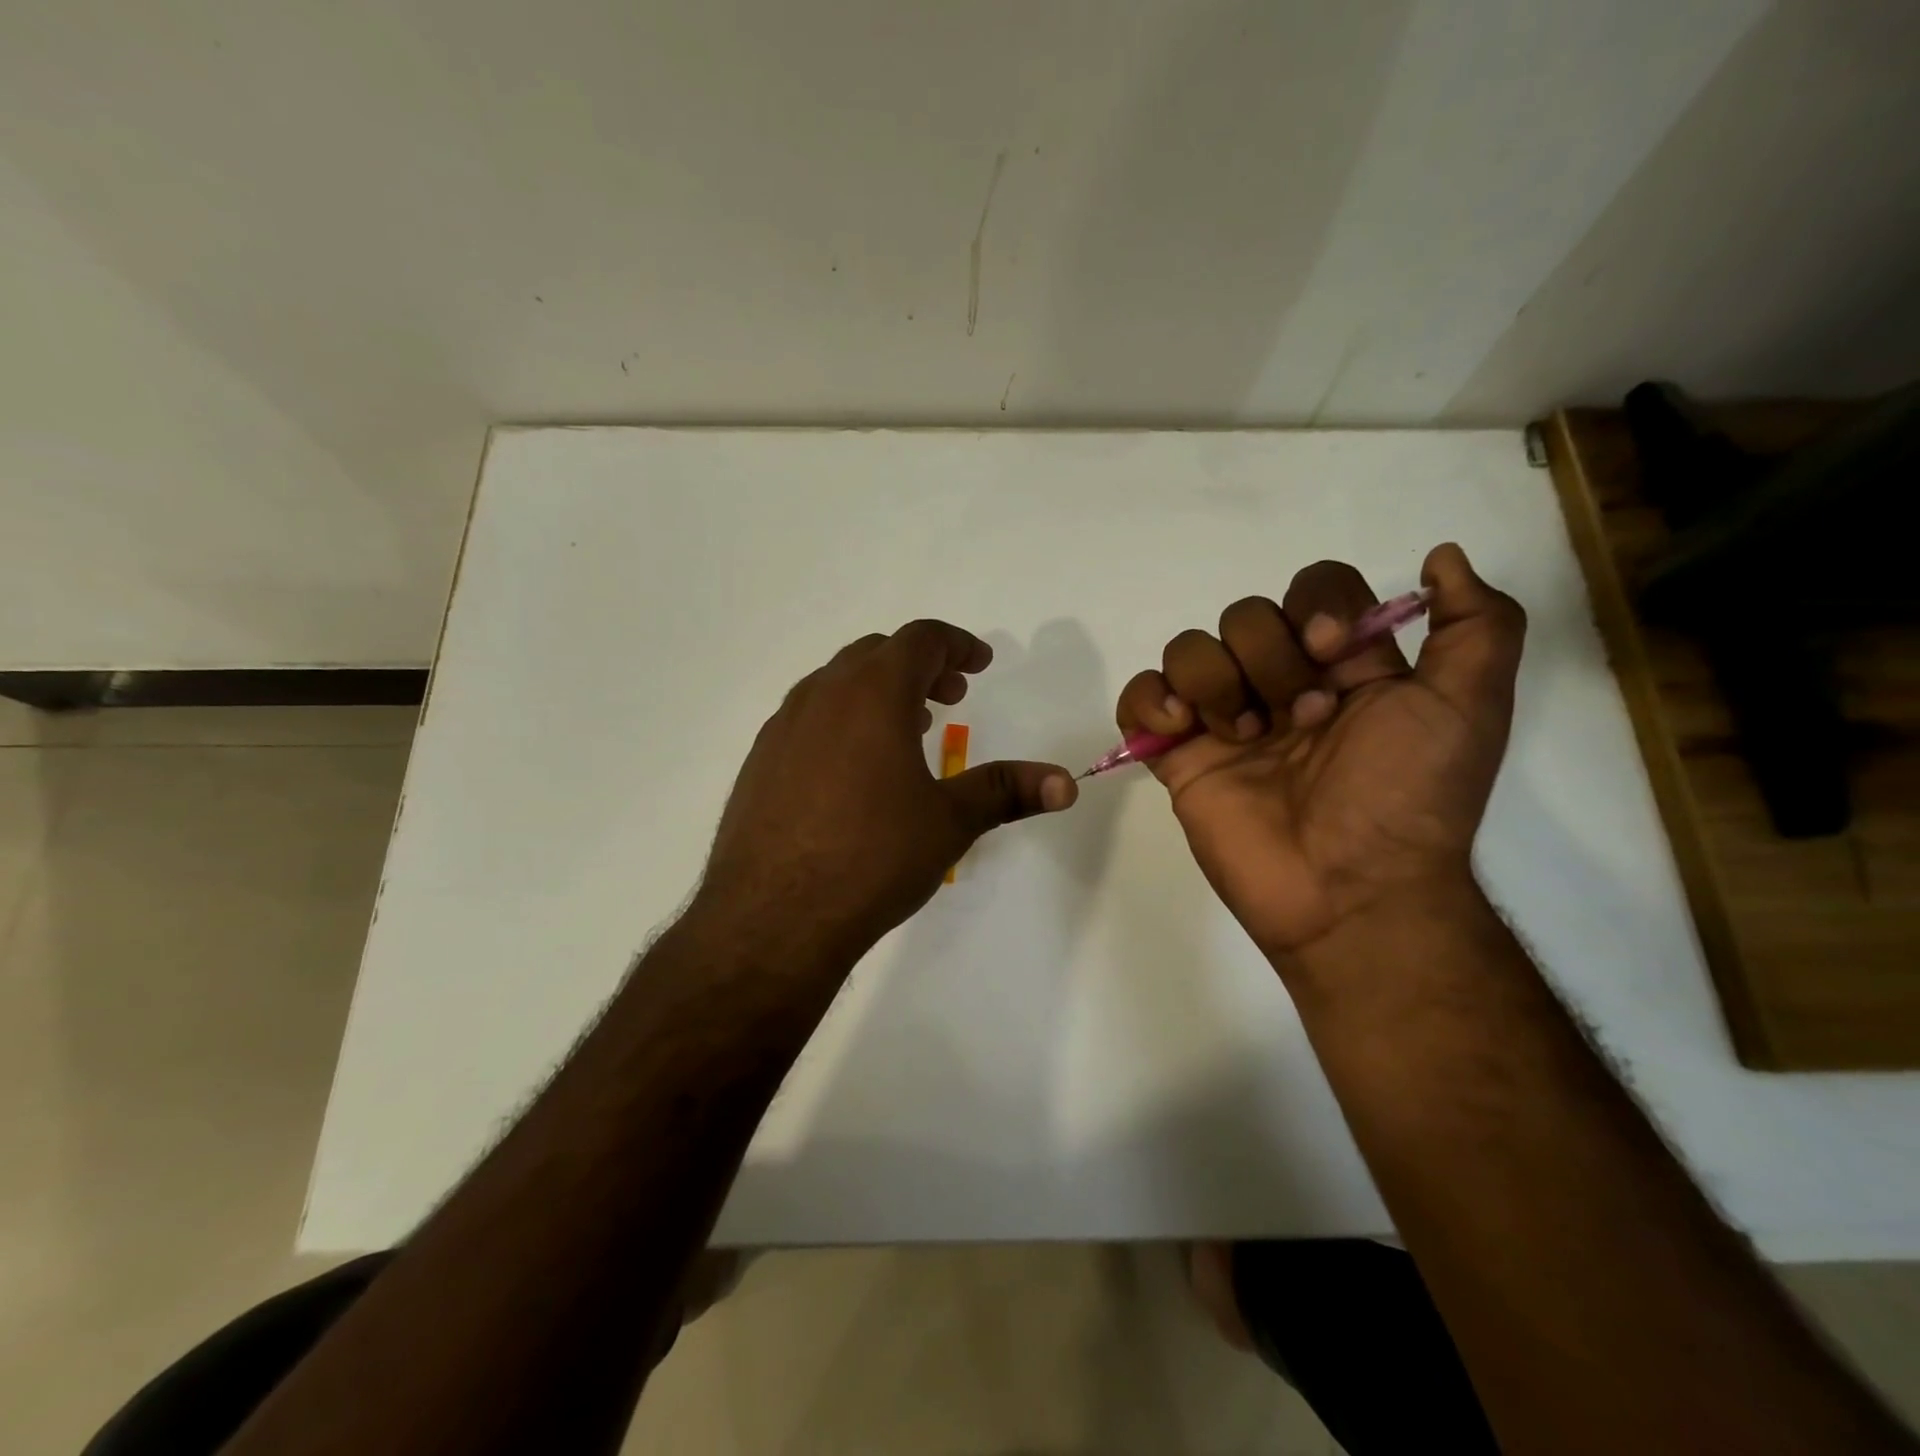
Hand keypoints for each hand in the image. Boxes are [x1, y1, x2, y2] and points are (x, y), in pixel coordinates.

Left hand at [699, 620, 1077, 960]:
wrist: (771, 918)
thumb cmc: (872, 859)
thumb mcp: (949, 822)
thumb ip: (1007, 791)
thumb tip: (1067, 783)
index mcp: (872, 694)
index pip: (919, 640)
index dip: (957, 645)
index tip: (980, 665)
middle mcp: (822, 696)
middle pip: (876, 654)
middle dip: (920, 667)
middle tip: (951, 696)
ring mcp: (782, 727)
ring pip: (837, 684)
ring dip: (878, 692)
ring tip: (909, 729)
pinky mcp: (760, 761)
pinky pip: (809, 718)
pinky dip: (843, 720)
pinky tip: (855, 770)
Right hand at [1117, 544, 1524, 958]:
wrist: (1349, 891)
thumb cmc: (1408, 797)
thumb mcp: (1470, 707)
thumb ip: (1478, 624)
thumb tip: (1441, 556)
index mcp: (1343, 667)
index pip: (1313, 588)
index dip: (1316, 606)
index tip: (1333, 653)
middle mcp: (1279, 684)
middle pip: (1244, 614)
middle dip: (1270, 660)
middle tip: (1301, 720)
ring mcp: (1222, 719)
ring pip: (1188, 648)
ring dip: (1215, 683)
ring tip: (1242, 738)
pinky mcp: (1178, 755)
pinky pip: (1139, 696)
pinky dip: (1149, 701)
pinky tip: (1180, 730)